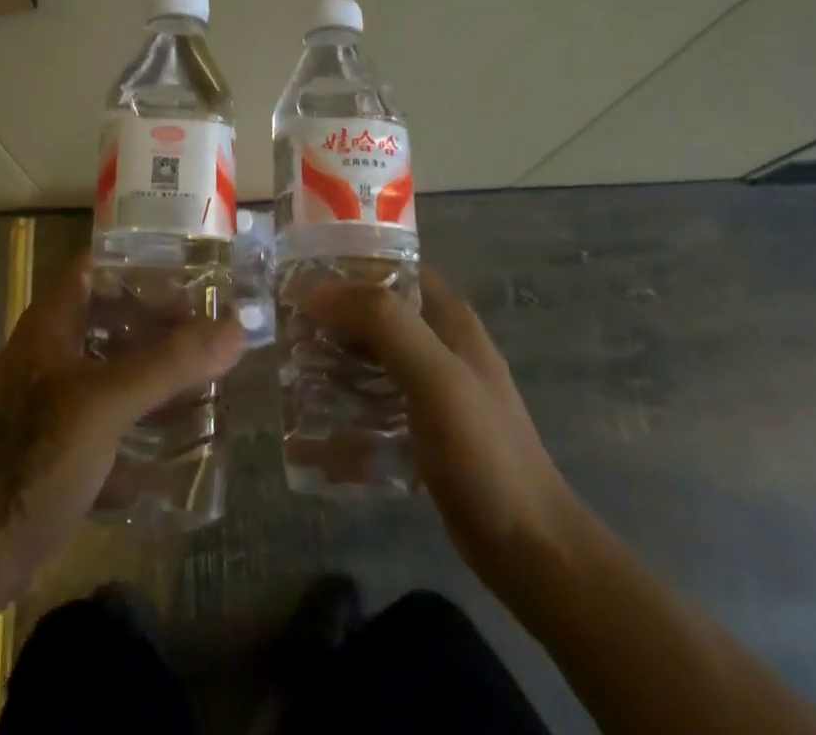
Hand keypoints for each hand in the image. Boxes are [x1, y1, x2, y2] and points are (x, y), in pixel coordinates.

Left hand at [0, 258, 246, 601]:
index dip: (140, 264)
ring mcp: (54, 396)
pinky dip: (142, 411)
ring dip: (155, 367)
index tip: (190, 275)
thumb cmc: (37, 458)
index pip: (96, 267)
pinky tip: (179, 430)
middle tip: (210, 329)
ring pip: (113, 363)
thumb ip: (171, 364)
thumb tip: (236, 327)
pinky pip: (110, 409)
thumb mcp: (107, 403)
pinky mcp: (61, 439)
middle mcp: (51, 350)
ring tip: (205, 373)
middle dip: (159, 320)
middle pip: (111, 315)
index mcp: (51, 323)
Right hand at [309, 266, 578, 582]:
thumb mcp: (434, 375)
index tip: (300, 277)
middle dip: (331, 318)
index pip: (392, 267)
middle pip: (375, 314)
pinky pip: (372, 409)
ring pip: (370, 360)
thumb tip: (316, 291)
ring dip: (332, 364)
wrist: (529, 549)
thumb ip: (381, 322)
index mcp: (448, 318)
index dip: (348, 265)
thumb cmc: (483, 450)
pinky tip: (309, 436)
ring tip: (289, 374)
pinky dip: (343, 414)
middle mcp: (439, 344)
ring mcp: (431, 390)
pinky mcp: (421, 431)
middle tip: (286, 330)